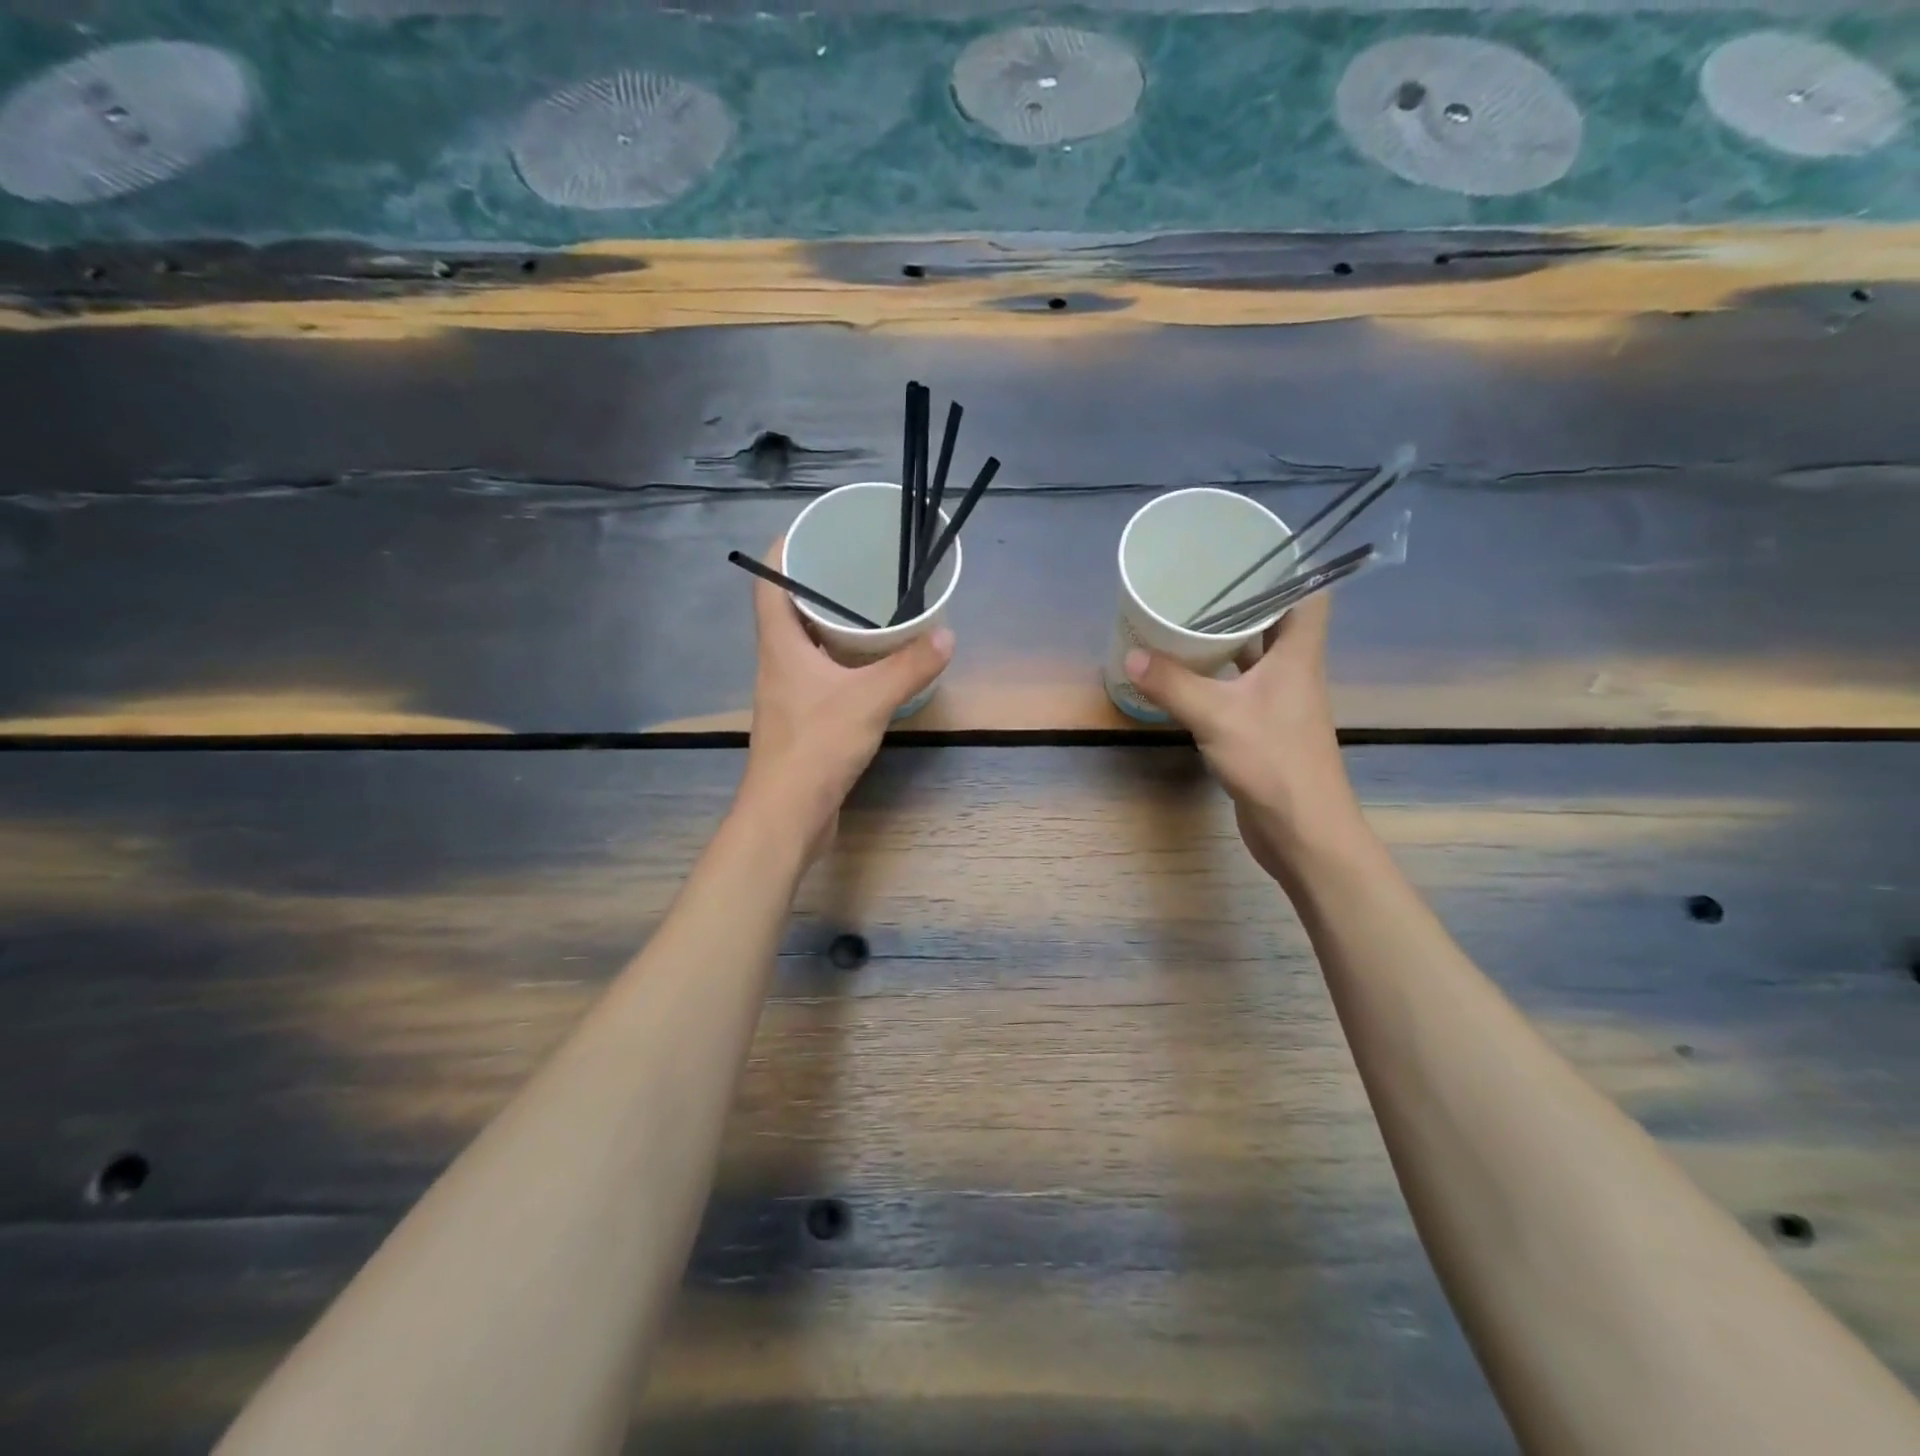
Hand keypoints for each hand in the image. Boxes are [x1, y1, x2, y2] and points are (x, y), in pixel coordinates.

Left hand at [737, 544, 953, 860]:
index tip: (814, 530)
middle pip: (788, 610)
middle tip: (858, 568)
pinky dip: (840, 661)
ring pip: (805, 645)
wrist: (787, 815)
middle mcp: (777, 664)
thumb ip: (909, 666)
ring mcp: (787, 695)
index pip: (768, 582)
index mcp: (780, 645)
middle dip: (818, 585)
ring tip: (870, 609)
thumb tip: (947, 634)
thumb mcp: (870, 700)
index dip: (784, 550)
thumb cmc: (816, 747)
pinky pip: (819, 675)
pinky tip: (869, 667)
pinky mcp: (801, 721)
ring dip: (830, 625)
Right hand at [1123, 593, 1362, 881]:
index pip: (1309, 594)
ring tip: (1183, 620)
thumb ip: (1173, 684)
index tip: (1248, 553)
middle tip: (1198, 583)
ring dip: (1225, 640)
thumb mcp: (1217, 717)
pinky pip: (1238, 688)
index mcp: (1298, 655)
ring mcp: (1279, 702)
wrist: (1303, 831)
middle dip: (1241, 601)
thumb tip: (1131, 654)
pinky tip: (1184, 674)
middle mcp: (1293, 671)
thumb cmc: (1273, 762)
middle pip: (1274, 622)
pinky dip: (1215, 677)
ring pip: (1253, 657)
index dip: (1287, 569)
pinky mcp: (1262, 728)